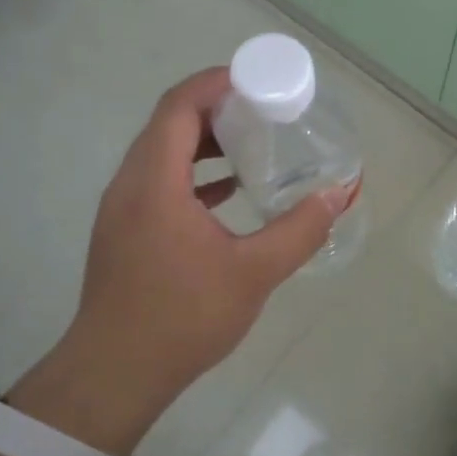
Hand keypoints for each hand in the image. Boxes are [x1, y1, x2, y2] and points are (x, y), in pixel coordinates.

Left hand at [10, 67, 336, 454]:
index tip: (256, 79)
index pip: (179, 107)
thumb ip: (301, 229)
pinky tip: (230, 190)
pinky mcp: (125, 231)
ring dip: (204, 140)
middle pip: (169, 124)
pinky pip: (159, 181)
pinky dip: (193, 172)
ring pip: (161, 153)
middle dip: (215, 107)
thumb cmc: (183, 318)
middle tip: (263, 108)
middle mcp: (130, 184)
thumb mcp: (254, 273)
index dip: (215, 83)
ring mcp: (122, 209)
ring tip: (252, 141)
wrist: (115, 375)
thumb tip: (342, 192)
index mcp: (155, 182)